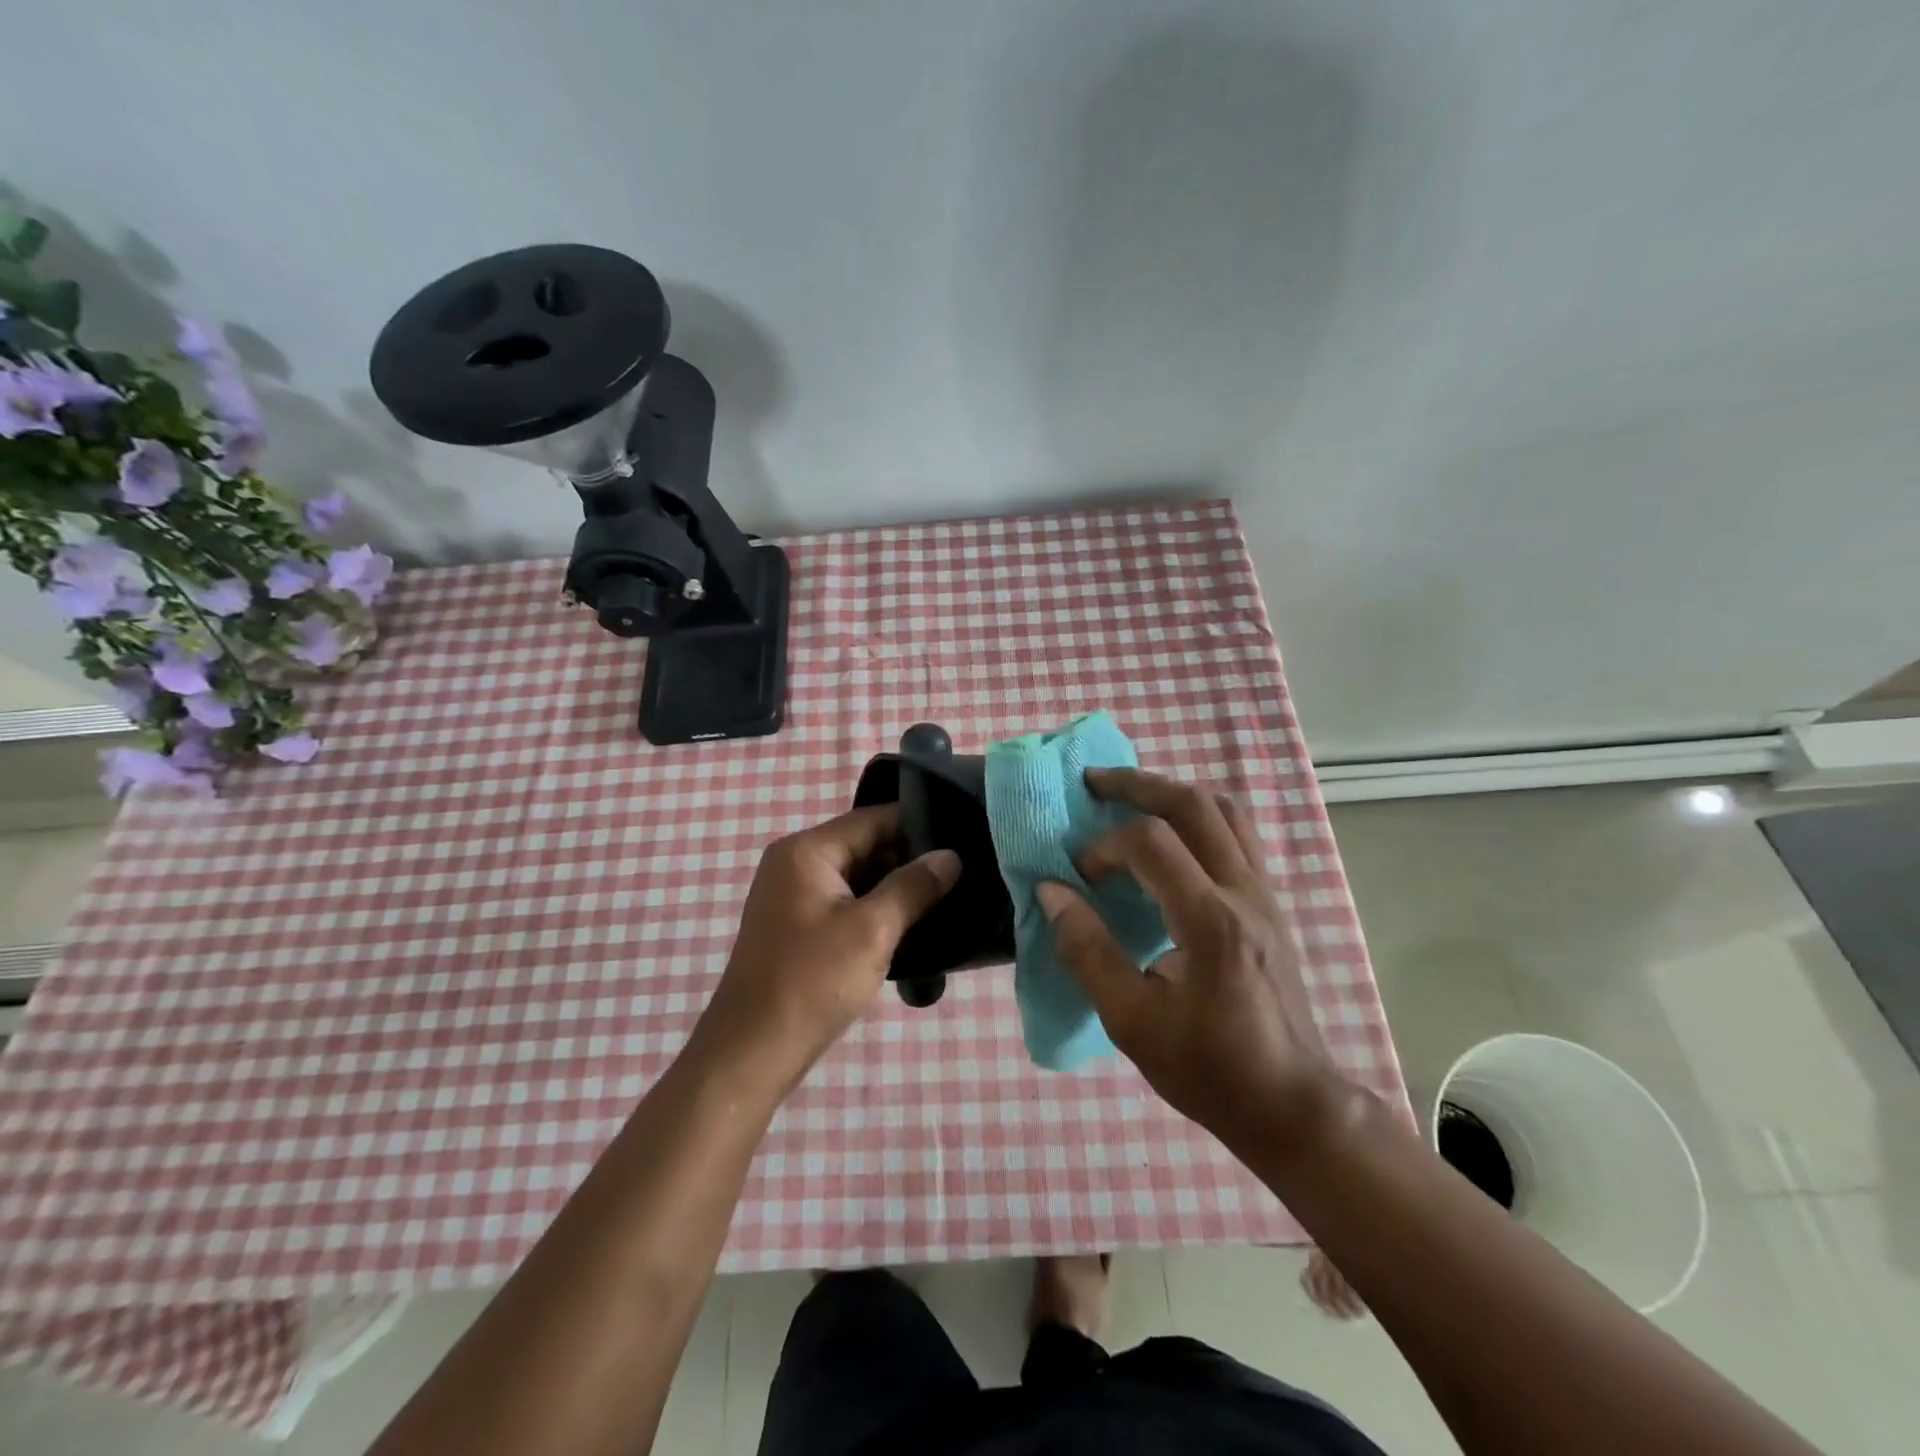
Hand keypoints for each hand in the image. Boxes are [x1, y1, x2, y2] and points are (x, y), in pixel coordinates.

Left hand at [694, 804, 958, 1093]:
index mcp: (806, 851)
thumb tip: (950, 856)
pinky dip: (876, 911)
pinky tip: (911, 925)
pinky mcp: (798, 925)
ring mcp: (793, 895)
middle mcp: (795, 863)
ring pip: (859, 877)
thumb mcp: (872, 930)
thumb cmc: (812, 982)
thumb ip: (913, 886)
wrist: (752, 1052)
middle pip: (865, 845)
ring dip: (895, 889)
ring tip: (946, 898)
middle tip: (961, 874)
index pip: (873, 819)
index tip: (963, 839)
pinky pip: (845, 903)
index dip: (919, 826)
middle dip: (910, 860)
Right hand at [1035, 768, 1339, 1155]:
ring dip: (1173, 794)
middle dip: (1138, 784)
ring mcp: (1265, 894)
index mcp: (1210, 922)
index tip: (1079, 877)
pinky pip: (1238, 835)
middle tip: (1093, 782)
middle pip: (1194, 804)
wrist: (1293, 1105)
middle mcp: (1244, 893)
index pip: (1151, 843)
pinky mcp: (1271, 903)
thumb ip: (1087, 951)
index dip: (1104, 847)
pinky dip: (1198, 818)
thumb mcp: (1131, 1022)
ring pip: (1225, 810)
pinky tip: (1171, 837)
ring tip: (1131, 799)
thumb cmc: (1209, 1069)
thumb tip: (1051, 892)